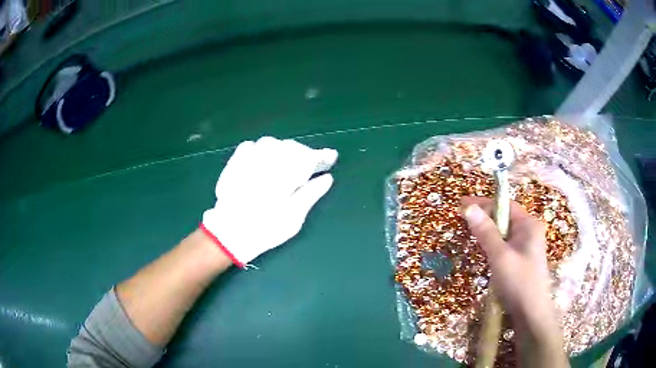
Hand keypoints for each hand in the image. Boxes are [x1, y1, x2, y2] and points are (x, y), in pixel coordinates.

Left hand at [201, 137, 337, 266]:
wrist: (229, 233)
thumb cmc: (265, 229)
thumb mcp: (294, 217)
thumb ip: (311, 194)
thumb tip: (327, 178)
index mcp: (283, 175)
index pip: (308, 158)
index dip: (321, 156)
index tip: (332, 155)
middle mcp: (266, 162)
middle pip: (290, 148)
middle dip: (304, 154)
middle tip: (311, 165)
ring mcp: (247, 161)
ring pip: (271, 144)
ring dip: (283, 150)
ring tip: (288, 163)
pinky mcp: (234, 163)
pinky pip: (250, 146)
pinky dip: (261, 149)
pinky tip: (264, 160)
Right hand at [460, 197, 552, 325]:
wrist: (531, 314)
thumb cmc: (519, 282)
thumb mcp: (500, 256)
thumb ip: (486, 232)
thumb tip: (469, 208)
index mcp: (529, 225)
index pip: (505, 205)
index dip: (484, 203)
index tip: (462, 205)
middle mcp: (529, 231)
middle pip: (504, 218)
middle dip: (485, 218)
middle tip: (462, 221)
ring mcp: (526, 246)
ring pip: (504, 233)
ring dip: (487, 232)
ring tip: (469, 235)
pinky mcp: (522, 259)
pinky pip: (505, 245)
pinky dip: (493, 245)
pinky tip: (483, 251)